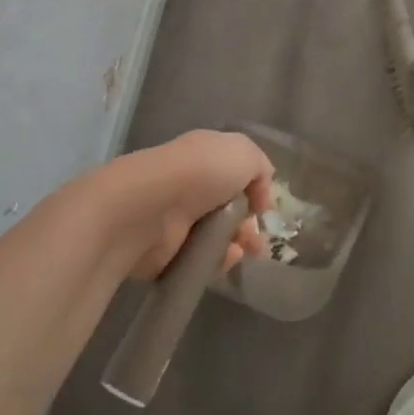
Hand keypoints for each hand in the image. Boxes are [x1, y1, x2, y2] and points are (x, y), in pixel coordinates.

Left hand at [91, 131, 274, 280]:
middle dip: (249, 225)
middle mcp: (192, 184)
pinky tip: (226, 259)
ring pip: (218, 235)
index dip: (256, 190)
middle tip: (259, 240)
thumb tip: (259, 195)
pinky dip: (218, 262)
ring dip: (238, 244)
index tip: (264, 209)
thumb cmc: (200, 171)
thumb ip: (260, 168)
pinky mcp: (168, 251)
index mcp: (206, 155)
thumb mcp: (244, 153)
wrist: (149, 207)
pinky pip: (201, 259)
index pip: (236, 172)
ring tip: (246, 252)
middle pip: (229, 208)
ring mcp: (178, 218)